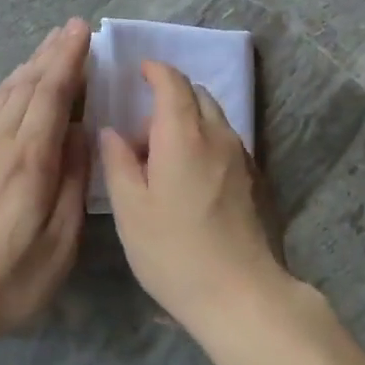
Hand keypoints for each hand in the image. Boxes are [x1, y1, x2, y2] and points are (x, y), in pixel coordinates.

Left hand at [0, 19, 90, 345]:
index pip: (51, 94)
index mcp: (29, 161)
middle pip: (27, 85)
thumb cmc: (11, 279)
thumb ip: (73, 182)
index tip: (82, 31)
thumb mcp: (60, 242)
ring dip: (29, 64)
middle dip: (52, 53)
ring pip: (5, 92)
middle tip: (72, 28)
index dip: (68, 59)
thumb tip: (81, 133)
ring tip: (49, 45)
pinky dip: (6, 87)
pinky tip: (14, 82)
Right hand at [98, 60, 293, 334]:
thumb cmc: (174, 251)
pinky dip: (204, 141)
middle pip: (196, 96)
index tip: (139, 72)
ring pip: (213, 119)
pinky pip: (225, 141)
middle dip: (168, 100)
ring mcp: (241, 156)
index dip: (155, 71)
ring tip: (162, 161)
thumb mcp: (130, 210)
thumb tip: (111, 131)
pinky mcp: (253, 178)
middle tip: (141, 136)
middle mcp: (217, 135)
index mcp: (183, 135)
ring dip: (187, 122)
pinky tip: (189, 179)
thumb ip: (118, 162)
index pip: (173, 83)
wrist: (240, 293)